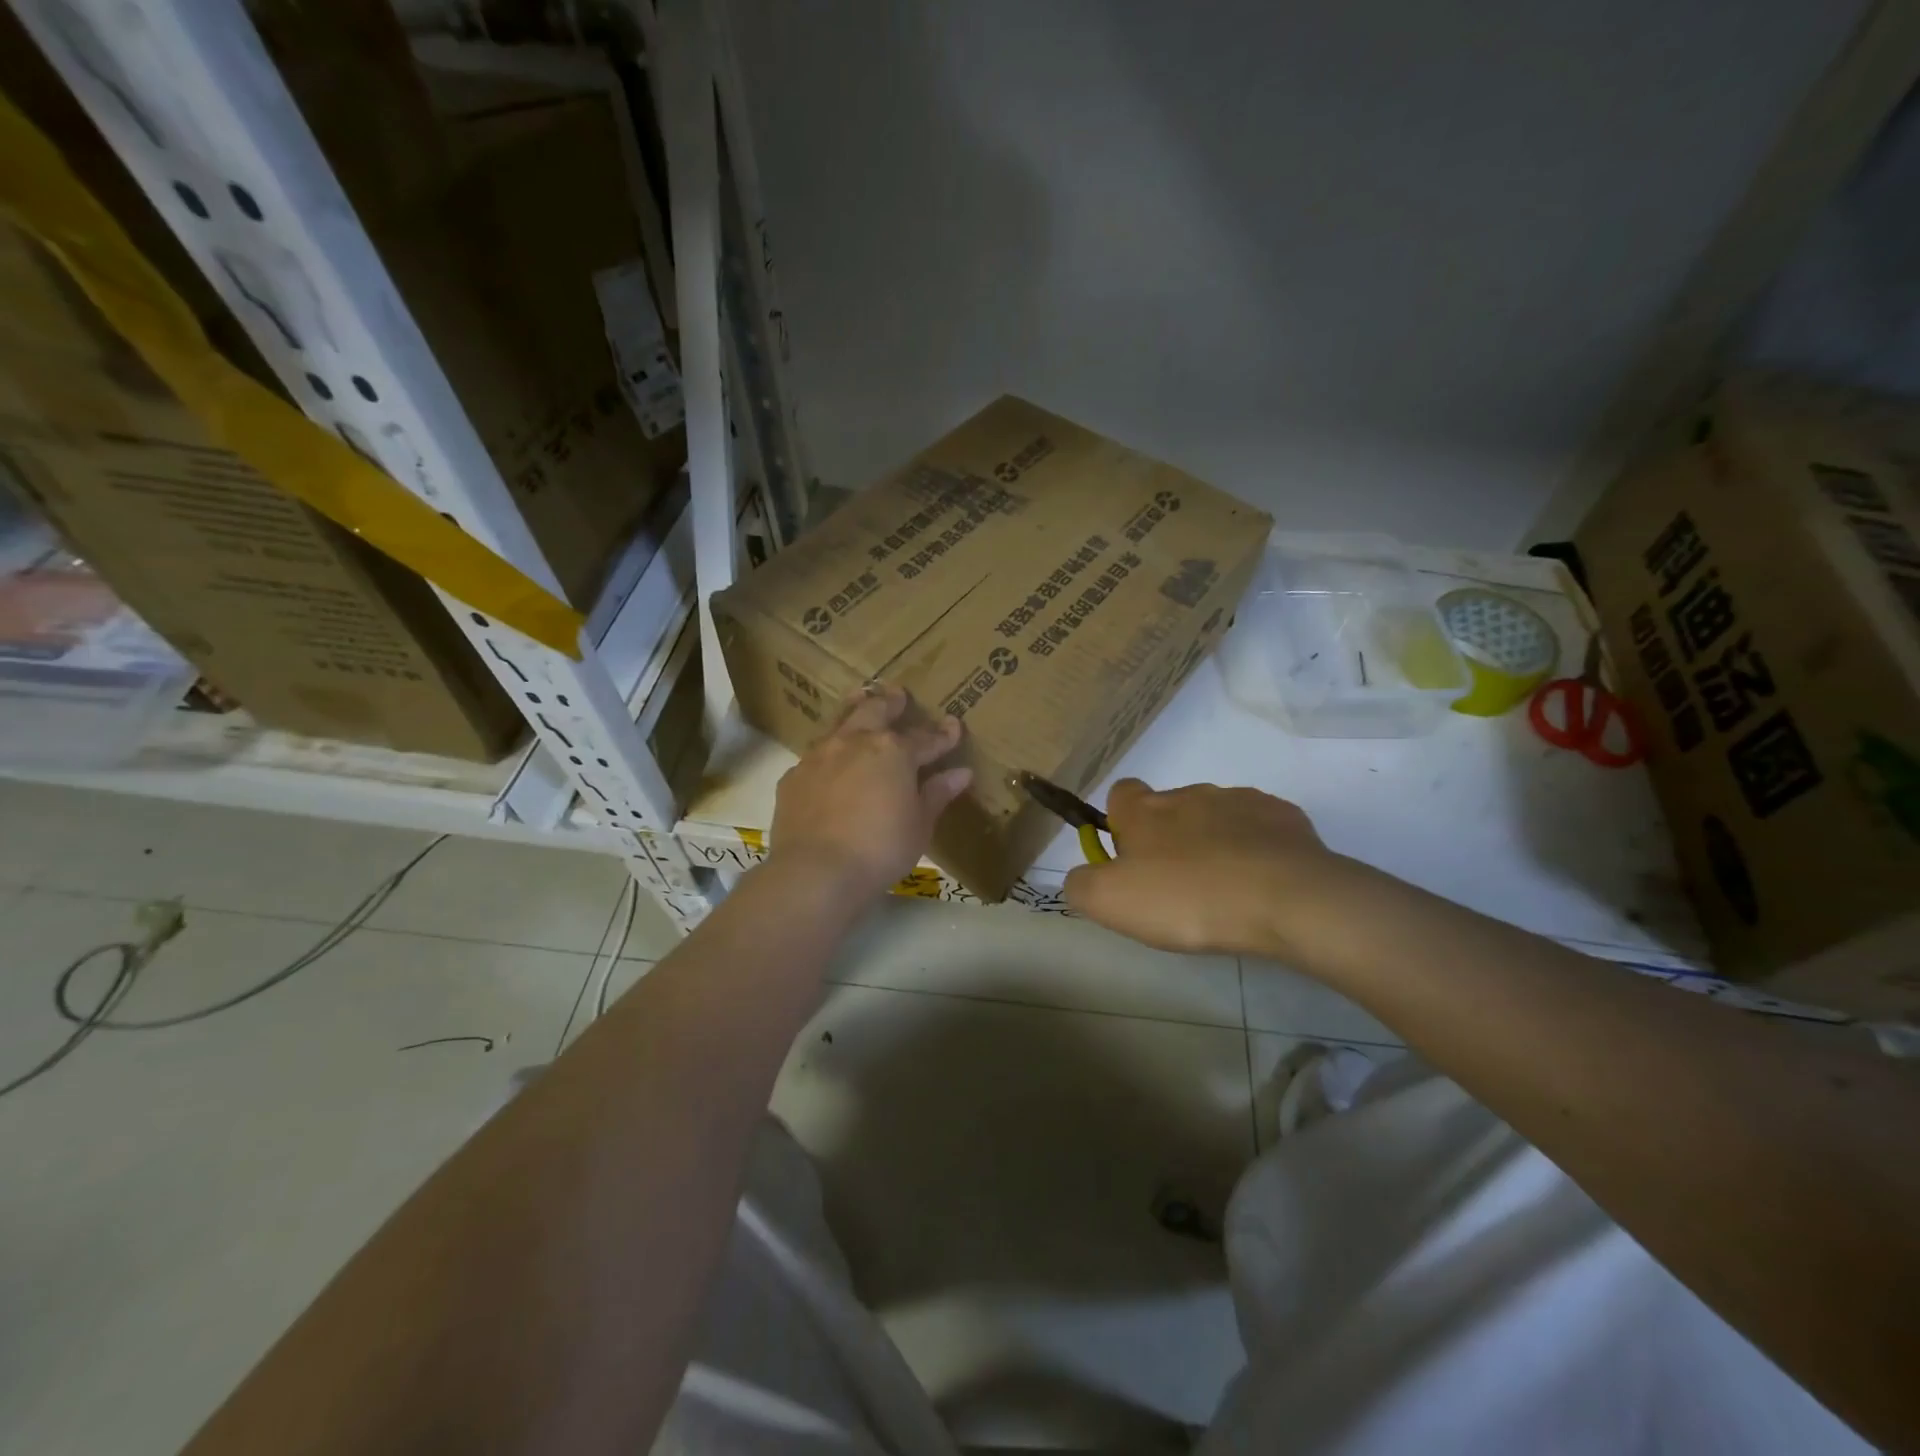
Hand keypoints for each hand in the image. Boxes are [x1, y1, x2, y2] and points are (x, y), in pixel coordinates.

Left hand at [768, 684, 972, 902]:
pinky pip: (815, 755)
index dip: (942, 735)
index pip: (925, 738)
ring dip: (854, 710)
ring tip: (860, 699)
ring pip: (840, 722)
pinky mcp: (794, 777)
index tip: (953, 726)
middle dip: (891, 702)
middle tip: (898, 694)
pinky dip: (829, 752)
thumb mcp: (919, 824)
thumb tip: (960, 773)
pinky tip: (829, 761)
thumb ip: (936, 794)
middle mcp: (855, 742)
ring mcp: (820, 756)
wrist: (817, 871)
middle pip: (876, 711)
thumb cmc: (881, 848)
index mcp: (893, 751)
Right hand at [1063, 778, 1359, 957]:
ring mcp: (1241, 801)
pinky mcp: (1284, 818)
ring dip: (1212, 844)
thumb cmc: (1187, 898)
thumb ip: (1081, 885)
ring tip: (1223, 891)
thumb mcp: (1110, 902)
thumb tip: (1080, 876)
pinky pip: (1260, 829)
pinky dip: (1255, 850)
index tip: (1130, 861)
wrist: (1286, 899)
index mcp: (1145, 809)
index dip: (1120, 824)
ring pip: (1215, 817)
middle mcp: (1190, 793)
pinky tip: (1261, 884)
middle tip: (1177, 888)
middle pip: (1168, 808)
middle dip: (1169, 839)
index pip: (1120, 794)